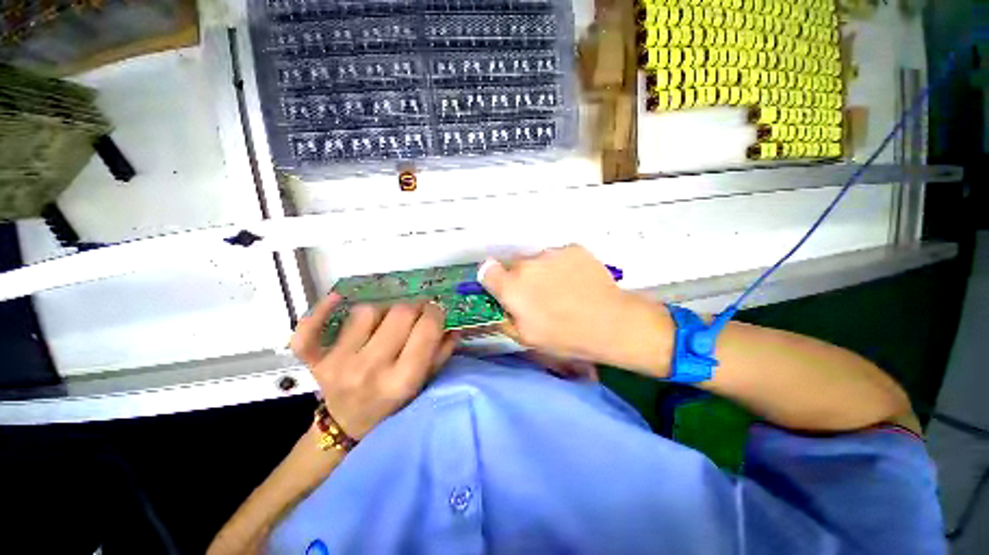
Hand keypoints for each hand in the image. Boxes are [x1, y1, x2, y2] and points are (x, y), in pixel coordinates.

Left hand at [291, 295, 456, 438]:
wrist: (346, 425)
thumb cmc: (391, 404)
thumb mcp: (423, 384)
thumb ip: (441, 353)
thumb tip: (453, 324)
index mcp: (402, 380)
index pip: (426, 329)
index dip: (436, 313)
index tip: (436, 311)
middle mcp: (370, 369)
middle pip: (399, 313)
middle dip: (414, 306)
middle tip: (416, 311)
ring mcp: (338, 363)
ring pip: (366, 311)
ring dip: (382, 310)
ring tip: (386, 320)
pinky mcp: (314, 361)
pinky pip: (309, 330)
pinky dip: (320, 312)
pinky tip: (337, 299)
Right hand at [480, 245, 651, 363]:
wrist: (610, 322)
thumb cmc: (564, 336)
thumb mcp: (526, 337)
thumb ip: (506, 317)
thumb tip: (501, 305)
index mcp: (511, 286)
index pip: (487, 270)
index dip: (493, 279)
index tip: (502, 288)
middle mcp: (527, 263)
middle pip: (514, 265)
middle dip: (520, 278)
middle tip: (538, 294)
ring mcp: (551, 253)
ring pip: (538, 259)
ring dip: (542, 271)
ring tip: (562, 288)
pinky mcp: (573, 248)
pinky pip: (559, 255)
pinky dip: (563, 265)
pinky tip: (577, 280)